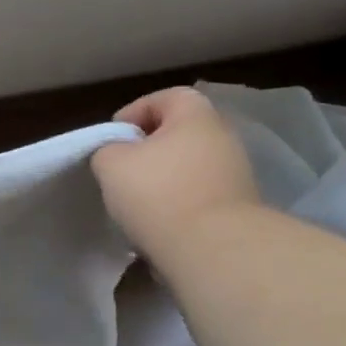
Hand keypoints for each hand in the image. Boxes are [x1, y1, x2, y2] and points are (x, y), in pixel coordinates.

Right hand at [90, 87, 261, 261]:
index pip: (166, 97)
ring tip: (135, 201)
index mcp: (196, 118)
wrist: (213, 249)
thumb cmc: (158, 193)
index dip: (135, 111)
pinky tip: (157, 222)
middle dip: (148, 148)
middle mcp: (223, 139)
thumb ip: (108, 148)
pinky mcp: (237, 208)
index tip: (113, 137)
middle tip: (121, 168)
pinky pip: (198, 194)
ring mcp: (235, 174)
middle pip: (179, 133)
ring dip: (162, 178)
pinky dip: (177, 202)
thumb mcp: (110, 163)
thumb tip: (118, 155)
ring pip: (188, 165)